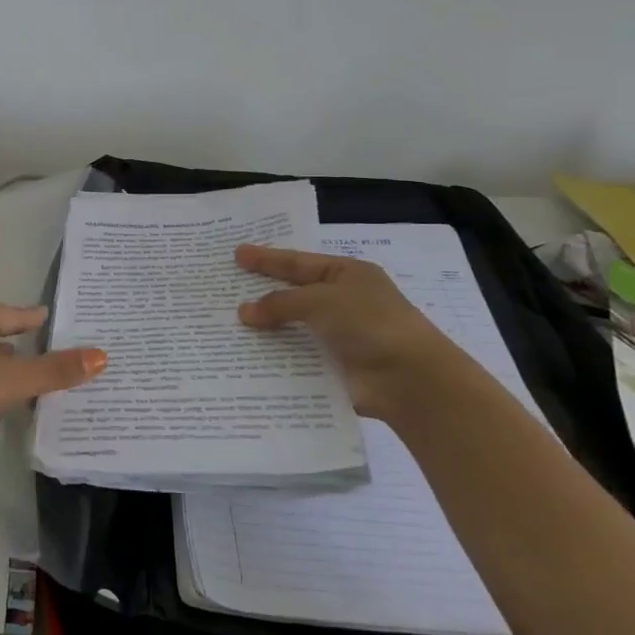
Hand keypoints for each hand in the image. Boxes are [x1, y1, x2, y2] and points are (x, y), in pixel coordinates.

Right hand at [235, 245, 475, 420]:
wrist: (408, 380)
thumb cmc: (369, 324)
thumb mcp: (321, 300)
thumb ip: (280, 303)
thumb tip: (244, 312)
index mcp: (346, 274)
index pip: (298, 262)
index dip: (266, 259)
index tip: (237, 254)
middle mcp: (343, 301)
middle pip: (293, 293)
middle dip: (261, 292)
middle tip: (226, 287)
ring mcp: (339, 335)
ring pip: (292, 327)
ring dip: (265, 327)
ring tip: (226, 324)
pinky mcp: (333, 366)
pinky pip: (296, 356)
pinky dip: (275, 356)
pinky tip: (245, 356)